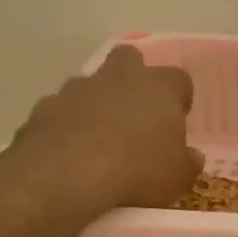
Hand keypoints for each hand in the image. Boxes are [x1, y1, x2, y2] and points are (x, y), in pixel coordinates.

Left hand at [12, 45, 202, 210]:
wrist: (69, 173)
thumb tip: (191, 156)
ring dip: (95, 103)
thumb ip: (188, 163)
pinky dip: (66, 124)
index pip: (179, 79)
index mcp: (159, 88)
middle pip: (129, 59)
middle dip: (132, 78)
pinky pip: (60, 109)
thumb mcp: (178, 177)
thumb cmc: (138, 170)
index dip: (179, 97)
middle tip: (135, 112)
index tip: (177, 118)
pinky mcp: (46, 107)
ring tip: (97, 139)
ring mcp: (78, 89)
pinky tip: (67, 152)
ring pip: (90, 84)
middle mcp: (119, 77)